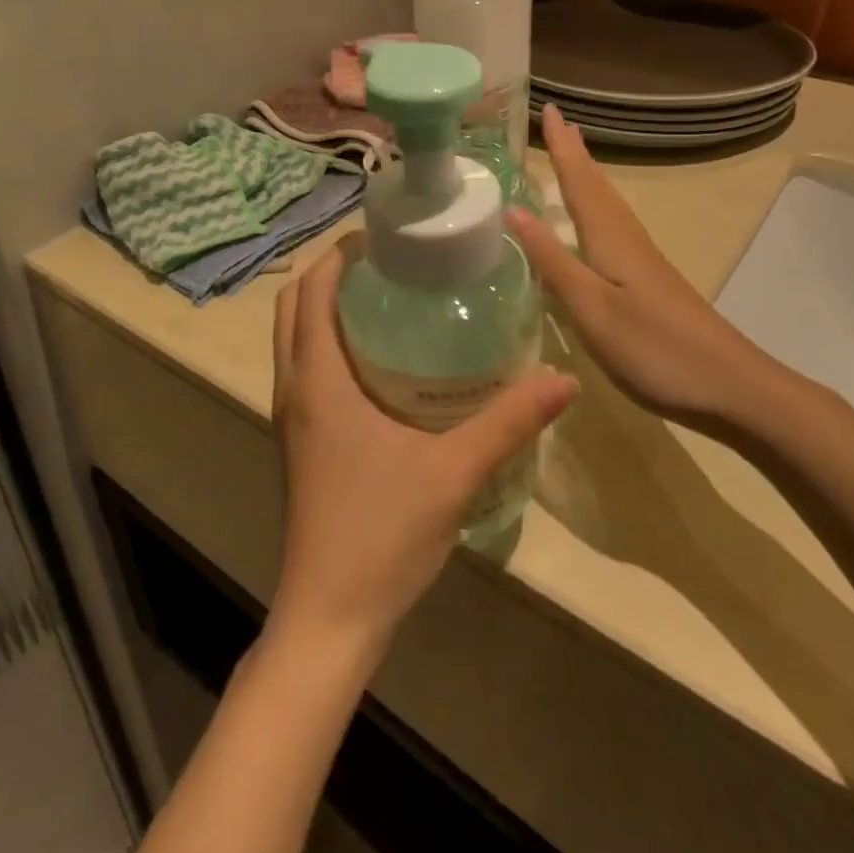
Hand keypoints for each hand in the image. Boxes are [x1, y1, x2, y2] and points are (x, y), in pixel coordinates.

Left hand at [269, 245, 577, 658]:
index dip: (338, 254)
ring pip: (292, 338)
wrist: (329, 618)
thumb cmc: (382, 534)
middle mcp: (293, 389)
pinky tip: (376, 359)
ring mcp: (290, 417)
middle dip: (329, 273)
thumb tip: (563, 378)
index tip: (380, 234)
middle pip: (293, 307)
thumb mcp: (454, 472)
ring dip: (322, 306)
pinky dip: (324, 342)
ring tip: (382, 295)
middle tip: (385, 259)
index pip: (312, 292)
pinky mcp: (298, 442)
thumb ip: (509, 421)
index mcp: (318, 381)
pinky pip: (302, 368)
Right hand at [509, 104, 786, 430]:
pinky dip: (595, 208)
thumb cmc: (654, 347)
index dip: (562, 147)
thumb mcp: (591, 307)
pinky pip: (613, 227)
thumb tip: (514, 210)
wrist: (732, 386)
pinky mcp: (649, 280)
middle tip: (556, 122)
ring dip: (586, 176)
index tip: (549, 108)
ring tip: (570, 155)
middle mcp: (627, 239)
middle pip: (597, 186)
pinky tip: (591, 223)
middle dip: (575, 153)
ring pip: (607, 205)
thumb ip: (552, 260)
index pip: (579, 181)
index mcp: (610, 239)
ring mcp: (643, 260)